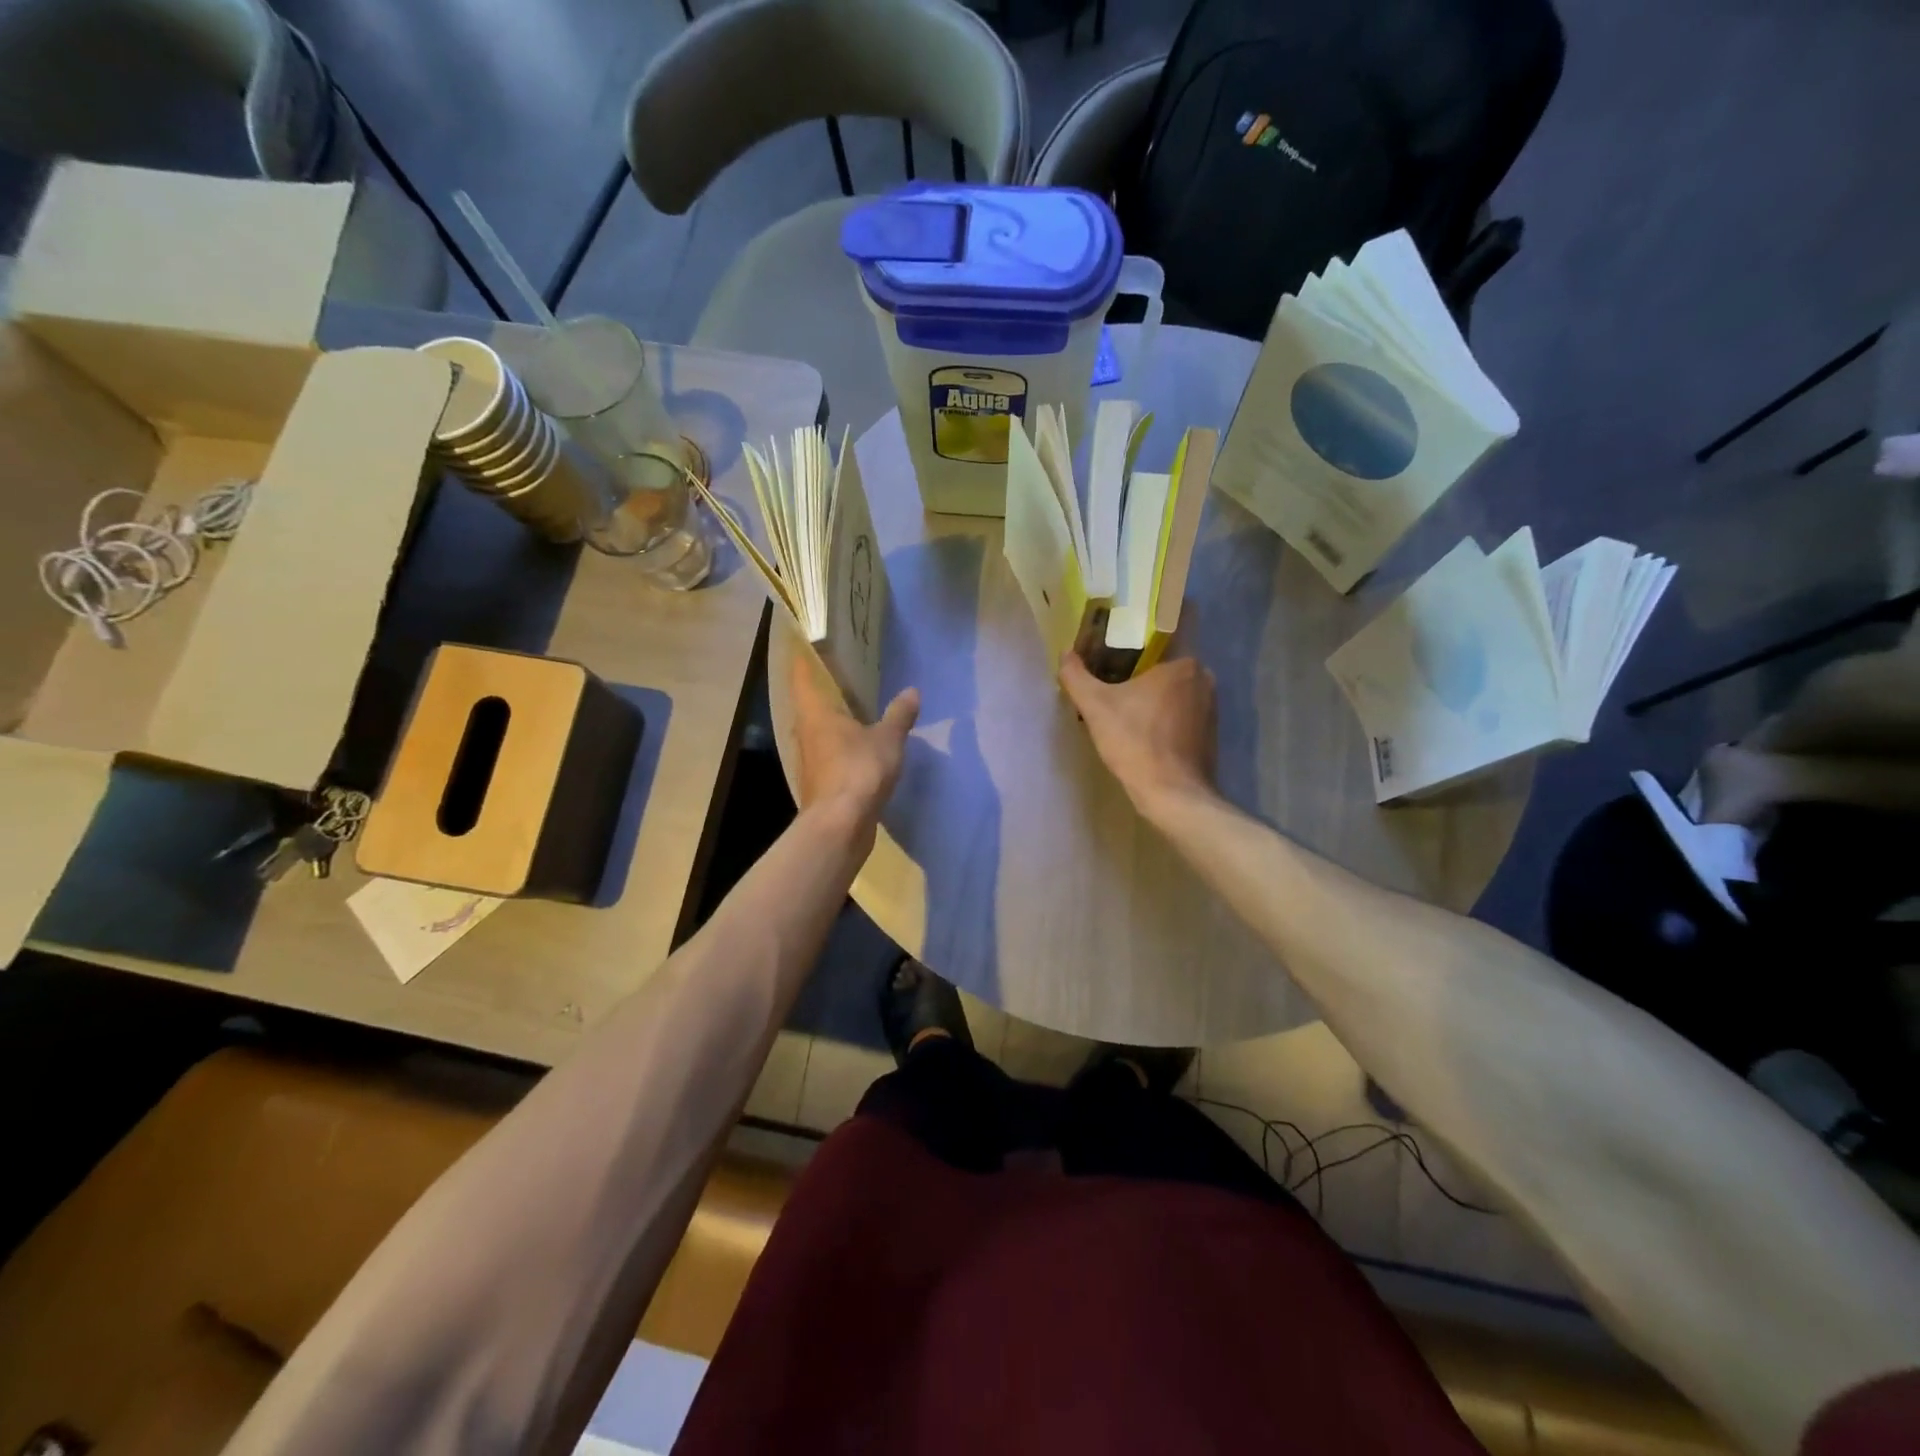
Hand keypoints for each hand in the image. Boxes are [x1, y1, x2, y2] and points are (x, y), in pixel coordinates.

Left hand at [791, 654, 918, 841]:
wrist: (840, 826)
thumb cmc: (858, 771)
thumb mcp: (887, 739)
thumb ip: (899, 715)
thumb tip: (912, 691)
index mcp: (815, 713)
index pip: (801, 675)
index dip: (803, 657)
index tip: (811, 642)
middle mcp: (806, 732)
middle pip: (809, 704)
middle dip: (824, 689)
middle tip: (844, 672)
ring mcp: (811, 760)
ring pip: (819, 731)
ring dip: (833, 720)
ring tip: (855, 706)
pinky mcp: (820, 782)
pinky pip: (830, 754)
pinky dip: (842, 746)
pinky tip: (859, 745)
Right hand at [1059, 652, 1217, 815]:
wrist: (1171, 793)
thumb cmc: (1134, 742)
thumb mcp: (1094, 706)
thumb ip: (1076, 675)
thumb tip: (1065, 653)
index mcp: (1183, 664)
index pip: (1150, 647)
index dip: (1125, 656)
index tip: (1106, 670)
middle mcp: (1204, 680)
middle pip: (1160, 672)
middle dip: (1137, 681)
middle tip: (1110, 694)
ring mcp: (1211, 708)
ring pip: (1172, 696)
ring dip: (1151, 702)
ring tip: (1124, 716)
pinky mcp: (1211, 734)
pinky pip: (1181, 718)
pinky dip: (1163, 722)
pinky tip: (1143, 737)